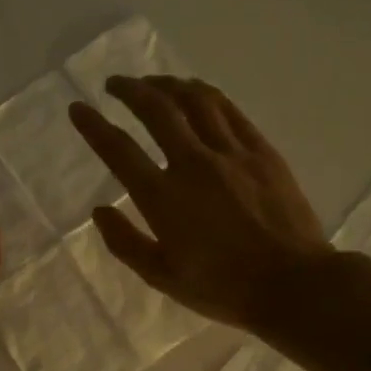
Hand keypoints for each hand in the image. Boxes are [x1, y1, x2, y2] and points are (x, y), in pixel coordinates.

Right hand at [68, 76, 334, 334]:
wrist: (293, 284)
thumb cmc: (222, 287)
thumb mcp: (161, 276)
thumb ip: (124, 242)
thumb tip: (99, 211)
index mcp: (162, 197)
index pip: (119, 150)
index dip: (93, 126)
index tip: (77, 108)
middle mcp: (193, 164)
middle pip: (157, 110)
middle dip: (130, 90)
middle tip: (115, 83)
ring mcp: (231, 153)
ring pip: (195, 100)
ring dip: (168, 84)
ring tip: (153, 82)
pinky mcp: (261, 151)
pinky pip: (229, 110)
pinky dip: (206, 94)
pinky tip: (196, 92)